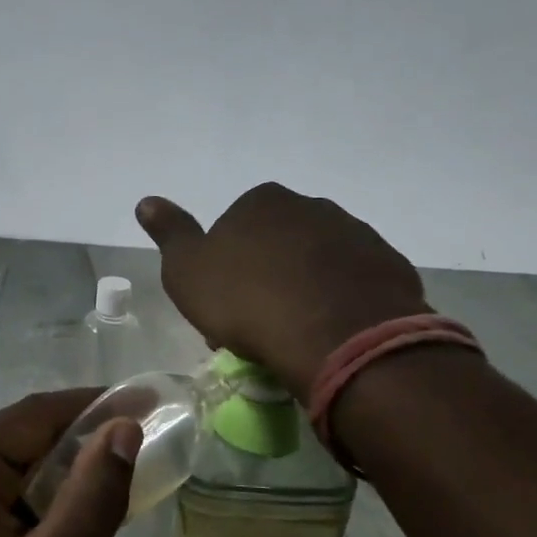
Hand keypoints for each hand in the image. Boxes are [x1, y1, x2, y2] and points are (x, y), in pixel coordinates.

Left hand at [0, 390, 142, 536]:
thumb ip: (91, 499)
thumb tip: (125, 430)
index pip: (35, 415)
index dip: (96, 405)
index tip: (151, 403)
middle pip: (29, 436)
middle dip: (86, 447)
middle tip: (143, 461)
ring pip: (25, 466)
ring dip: (71, 481)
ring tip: (114, 510)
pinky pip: (13, 493)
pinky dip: (50, 506)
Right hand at [137, 182, 429, 397]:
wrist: (336, 335)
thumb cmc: (248, 301)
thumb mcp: (188, 272)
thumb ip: (170, 234)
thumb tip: (146, 201)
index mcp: (262, 202)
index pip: (235, 228)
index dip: (225, 268)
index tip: (223, 306)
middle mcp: (312, 207)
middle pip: (279, 243)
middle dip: (267, 276)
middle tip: (256, 325)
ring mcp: (356, 234)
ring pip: (318, 262)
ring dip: (305, 288)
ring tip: (295, 335)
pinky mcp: (389, 267)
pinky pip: (354, 284)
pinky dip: (340, 302)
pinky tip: (330, 334)